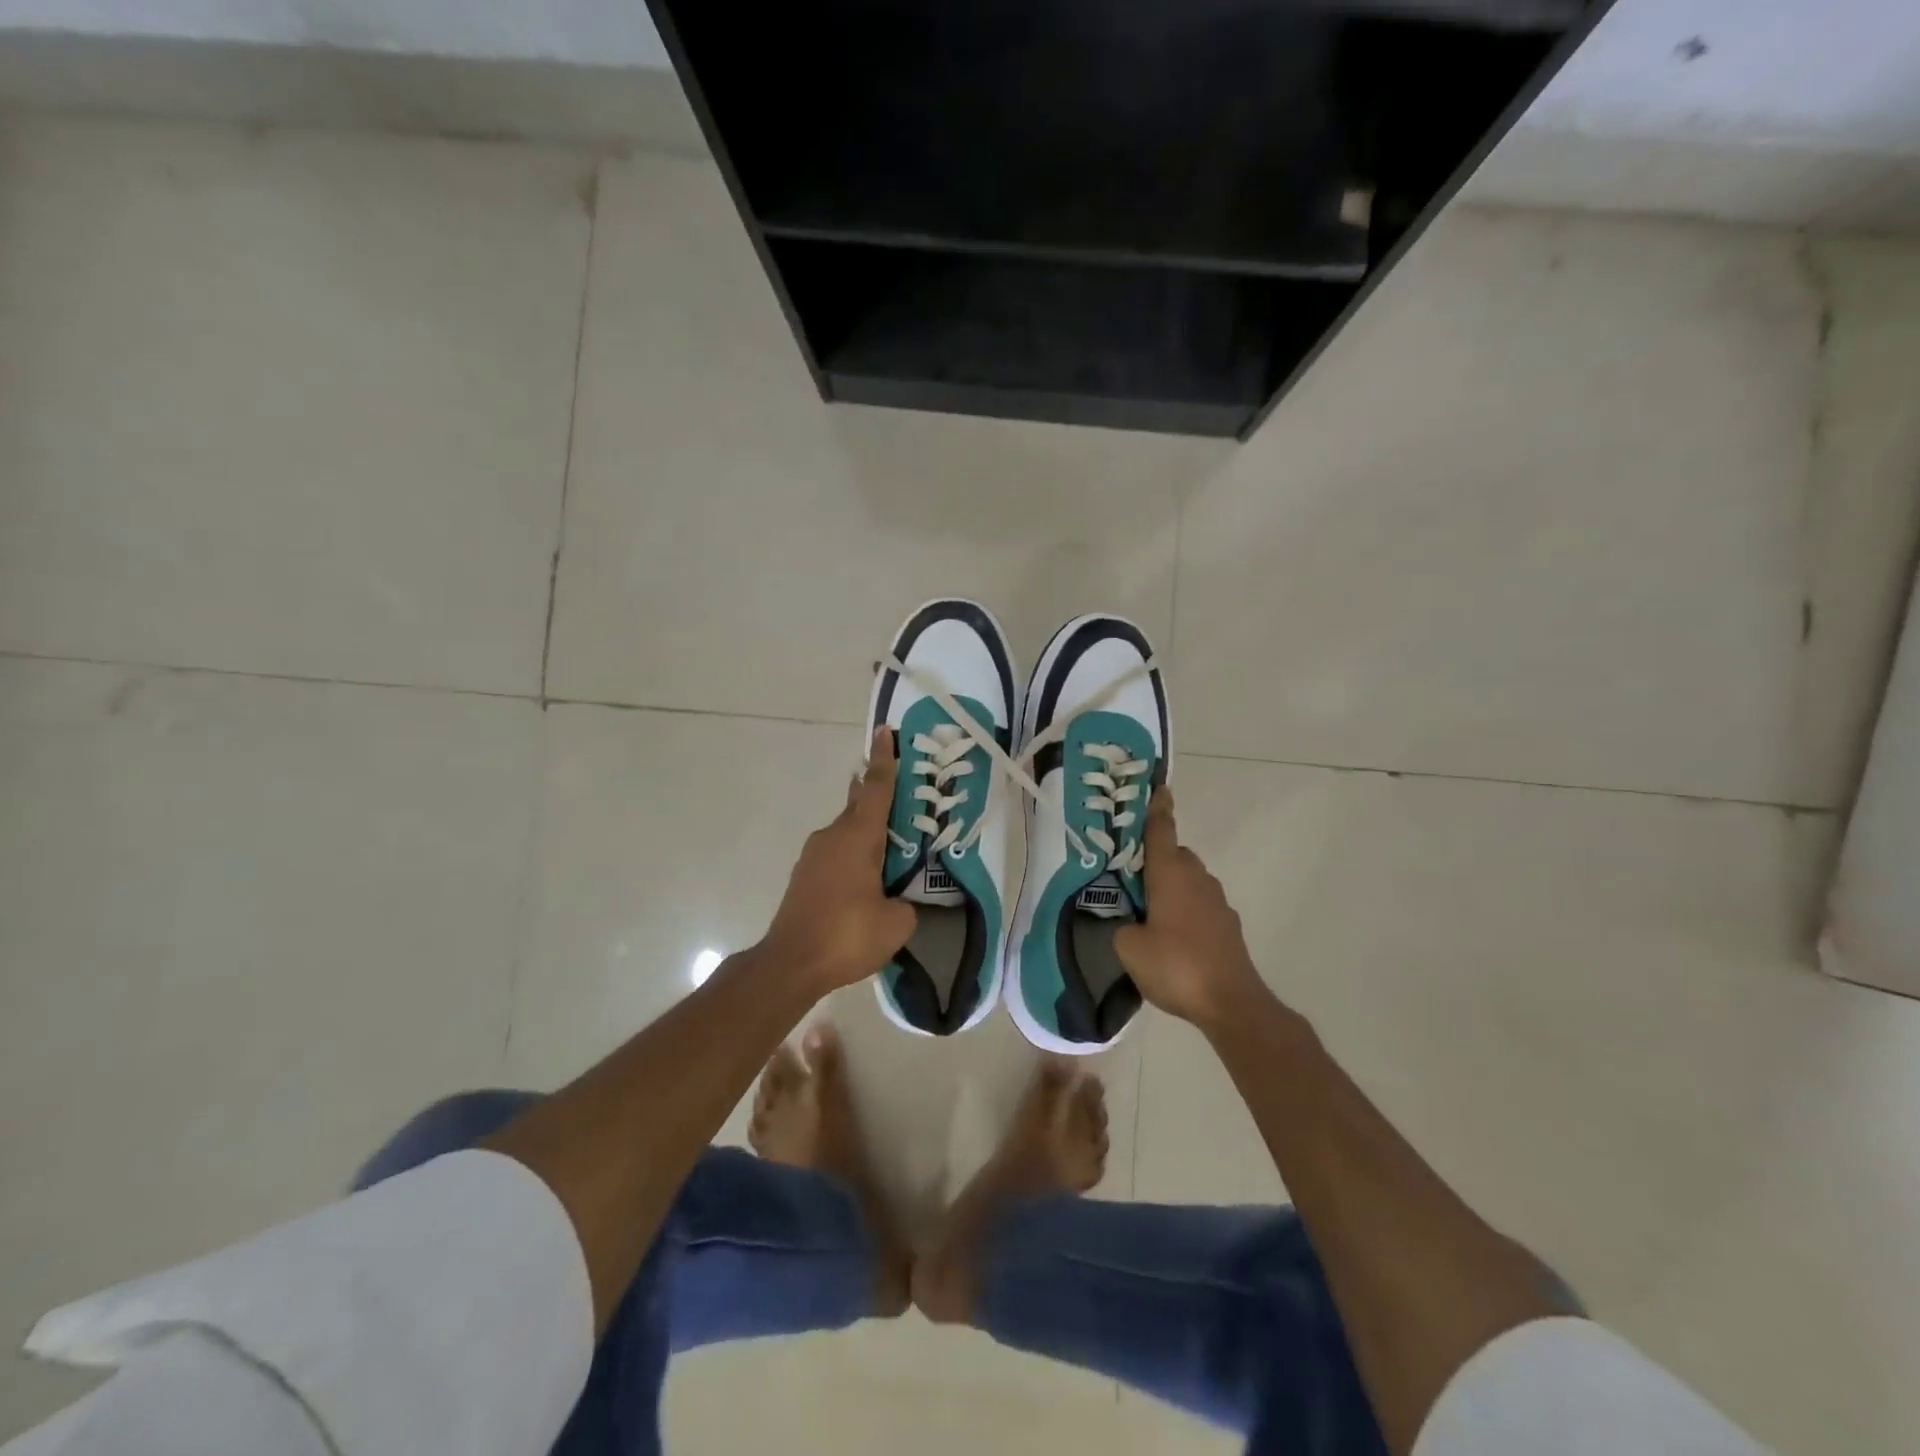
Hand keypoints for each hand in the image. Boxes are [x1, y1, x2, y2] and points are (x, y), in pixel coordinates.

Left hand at [755, 728, 917, 993]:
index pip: (876, 788)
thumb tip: (899, 901)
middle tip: (907, 801)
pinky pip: (836, 854)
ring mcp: (814, 856)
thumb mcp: (896, 923)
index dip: (884, 760)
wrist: (790, 963)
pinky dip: (854, 856)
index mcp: (858, 837)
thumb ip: (906, 903)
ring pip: (847, 832)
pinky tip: (867, 881)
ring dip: (867, 834)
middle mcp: (833, 836)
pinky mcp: (804, 877)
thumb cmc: (847, 935)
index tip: (885, 732)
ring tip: (892, 852)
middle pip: (860, 806)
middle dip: (881, 799)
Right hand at [1113, 789, 1267, 1028]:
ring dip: (1170, 887)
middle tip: (1129, 876)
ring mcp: (1217, 902)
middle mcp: (1196, 878)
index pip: (1161, 830)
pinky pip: (1199, 905)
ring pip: (1188, 881)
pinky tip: (1172, 938)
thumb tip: (1129, 922)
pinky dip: (1185, 910)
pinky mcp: (1228, 926)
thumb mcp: (1129, 947)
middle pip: (1174, 855)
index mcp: (1170, 873)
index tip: (1158, 787)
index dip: (1156, 808)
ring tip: (1148, 911)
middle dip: (1155, 859)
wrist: (1231, 1003)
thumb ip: (1122, 925)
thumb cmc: (1175, 965)